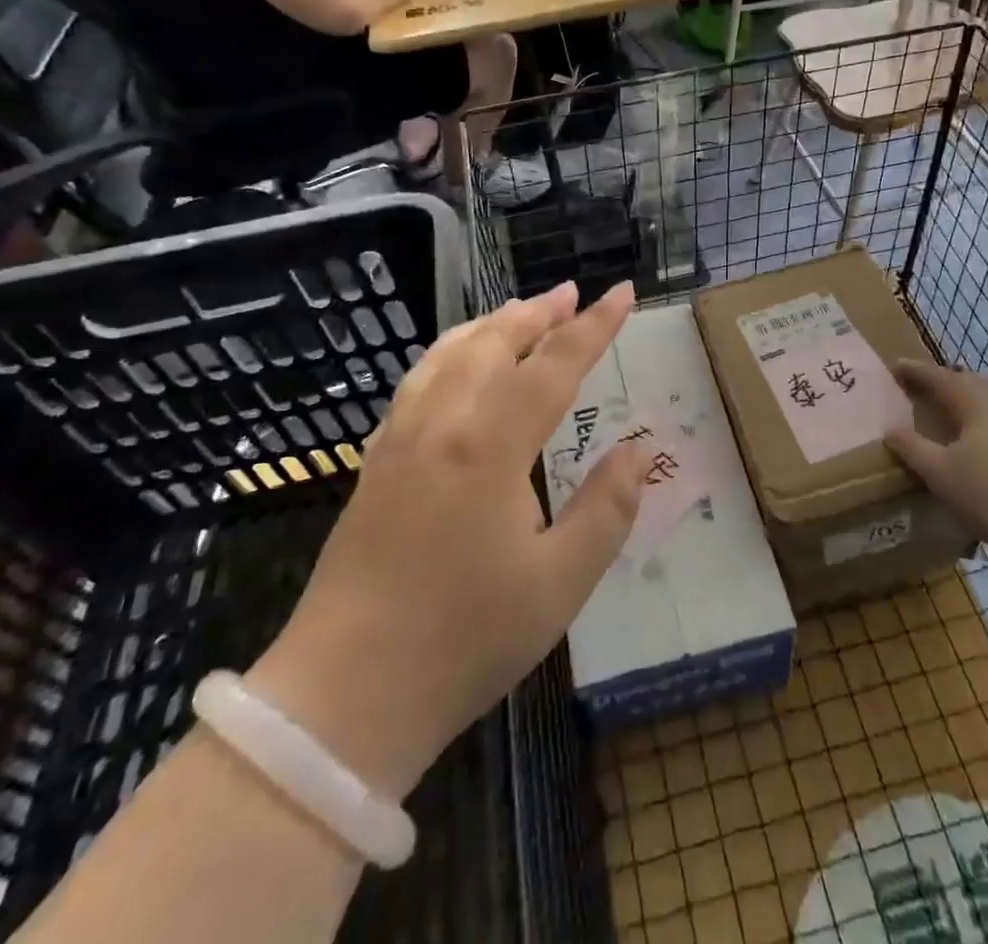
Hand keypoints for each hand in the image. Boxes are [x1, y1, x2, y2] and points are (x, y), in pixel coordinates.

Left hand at [246, 281, 646, 802]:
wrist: (346, 695)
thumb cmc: (465, 639)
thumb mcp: (560, 583)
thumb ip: (608, 507)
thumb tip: (641, 450)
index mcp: (491, 444)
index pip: (554, 364)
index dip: (594, 327)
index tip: (624, 292)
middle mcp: (443, 423)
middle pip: (494, 342)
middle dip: (539, 312)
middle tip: (573, 293)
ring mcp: (401, 438)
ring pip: (449, 353)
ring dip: (492, 324)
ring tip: (522, 313)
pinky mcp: (377, 461)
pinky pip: (418, 380)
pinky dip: (451, 352)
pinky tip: (457, 365)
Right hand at [883, 361, 987, 557]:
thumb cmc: (986, 491)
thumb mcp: (938, 471)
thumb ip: (912, 448)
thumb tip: (891, 430)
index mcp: (974, 403)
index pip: (940, 379)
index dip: (917, 372)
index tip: (896, 366)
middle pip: (972, 383)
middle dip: (948, 380)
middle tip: (928, 383)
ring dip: (971, 396)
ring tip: (956, 405)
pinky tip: (985, 436)